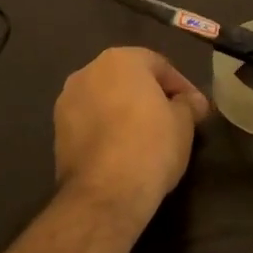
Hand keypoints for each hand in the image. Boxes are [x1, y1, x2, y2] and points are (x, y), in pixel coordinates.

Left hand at [54, 47, 210, 219]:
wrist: (105, 192)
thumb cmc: (151, 145)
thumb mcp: (183, 123)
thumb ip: (188, 104)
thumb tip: (191, 102)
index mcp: (120, 59)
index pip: (159, 65)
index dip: (182, 86)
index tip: (196, 109)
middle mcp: (87, 72)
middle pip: (127, 79)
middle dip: (150, 96)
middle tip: (173, 119)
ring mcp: (66, 101)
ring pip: (105, 100)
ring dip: (125, 112)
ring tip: (147, 137)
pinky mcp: (57, 132)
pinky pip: (90, 122)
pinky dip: (107, 129)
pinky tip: (123, 150)